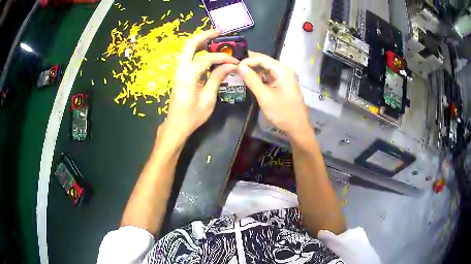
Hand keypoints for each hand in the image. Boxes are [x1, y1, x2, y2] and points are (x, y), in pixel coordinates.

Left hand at [164, 30, 238, 139]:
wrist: (176, 126)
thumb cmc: (192, 116)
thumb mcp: (208, 98)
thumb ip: (217, 78)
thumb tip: (230, 66)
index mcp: (188, 75)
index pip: (207, 58)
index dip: (223, 58)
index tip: (235, 61)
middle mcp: (181, 69)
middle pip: (190, 45)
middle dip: (205, 36)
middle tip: (219, 32)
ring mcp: (178, 71)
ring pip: (187, 50)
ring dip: (201, 42)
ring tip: (215, 39)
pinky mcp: (180, 75)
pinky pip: (188, 57)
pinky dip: (198, 51)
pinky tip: (208, 52)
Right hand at [238, 51, 310, 137]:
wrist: (297, 127)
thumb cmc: (282, 112)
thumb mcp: (264, 96)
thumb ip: (252, 80)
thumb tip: (240, 67)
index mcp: (282, 70)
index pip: (262, 58)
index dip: (248, 60)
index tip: (235, 66)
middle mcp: (285, 70)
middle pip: (265, 61)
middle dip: (250, 64)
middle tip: (235, 68)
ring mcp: (286, 76)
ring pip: (267, 68)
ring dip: (255, 70)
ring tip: (241, 73)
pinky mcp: (284, 83)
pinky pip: (270, 76)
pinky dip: (261, 77)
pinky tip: (252, 80)